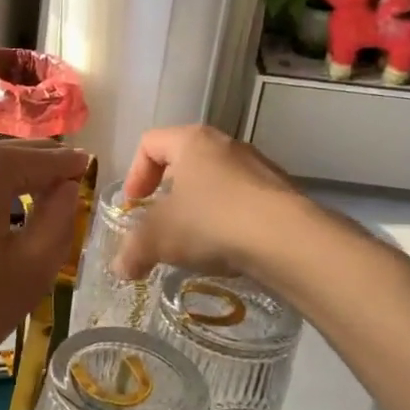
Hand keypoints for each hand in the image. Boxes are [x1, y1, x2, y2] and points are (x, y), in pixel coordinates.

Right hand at [114, 125, 307, 280]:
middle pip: (184, 160)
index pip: (150, 143)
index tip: (134, 205)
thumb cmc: (212, 222)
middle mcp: (226, 145)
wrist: (288, 239)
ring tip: (194, 240)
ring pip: (216, 181)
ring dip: (199, 207)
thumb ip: (133, 250)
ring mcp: (258, 167)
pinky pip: (243, 201)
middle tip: (160, 221)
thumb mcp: (159, 238)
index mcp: (192, 141)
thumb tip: (121, 268)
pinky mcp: (280, 193)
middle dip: (167, 192)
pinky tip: (226, 248)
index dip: (135, 173)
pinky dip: (227, 220)